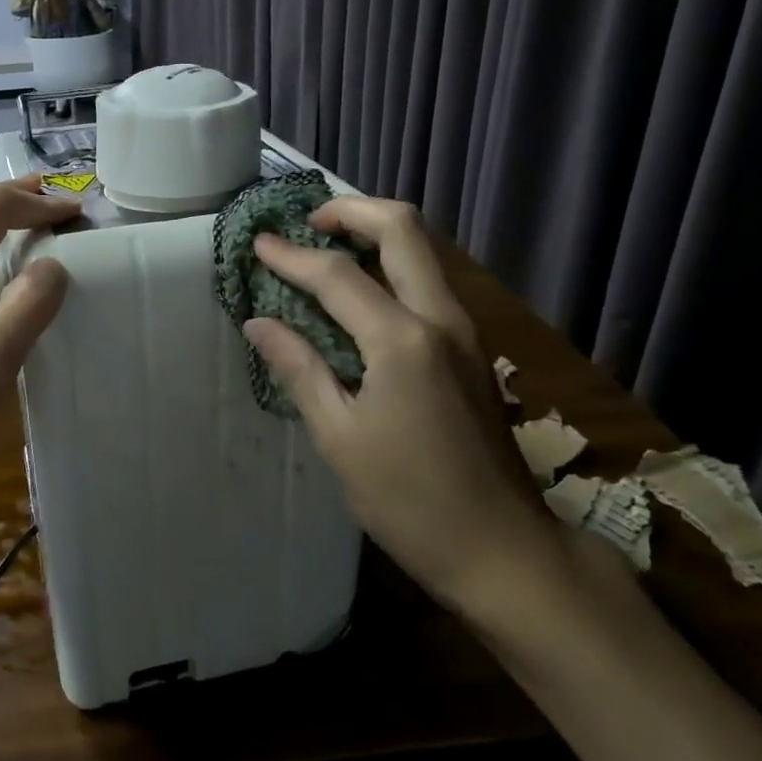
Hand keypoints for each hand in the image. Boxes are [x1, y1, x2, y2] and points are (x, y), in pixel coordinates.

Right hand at [243, 196, 560, 613]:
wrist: (503, 549)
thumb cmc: (410, 501)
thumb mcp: (340, 437)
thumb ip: (300, 369)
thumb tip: (259, 323)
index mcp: (403, 341)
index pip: (337, 275)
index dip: (292, 255)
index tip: (258, 242)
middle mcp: (441, 319)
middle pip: (403, 229)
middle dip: (351, 211)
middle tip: (307, 224)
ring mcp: (464, 332)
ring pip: (422, 251)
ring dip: (374, 235)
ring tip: (326, 250)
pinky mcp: (471, 351)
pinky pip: (428, 283)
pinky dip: (391, 268)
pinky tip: (359, 296)